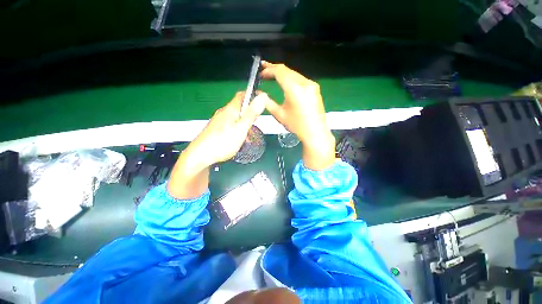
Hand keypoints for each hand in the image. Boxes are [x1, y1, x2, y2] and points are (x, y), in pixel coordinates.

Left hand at [186, 91, 266, 167]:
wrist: (200, 156)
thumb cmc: (223, 142)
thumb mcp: (241, 128)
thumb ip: (251, 114)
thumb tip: (262, 97)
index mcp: (230, 109)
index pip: (242, 95)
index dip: (253, 95)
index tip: (263, 101)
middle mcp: (223, 112)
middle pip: (239, 107)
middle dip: (250, 112)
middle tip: (257, 122)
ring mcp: (218, 121)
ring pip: (235, 117)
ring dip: (244, 122)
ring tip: (249, 133)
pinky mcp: (216, 129)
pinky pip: (230, 124)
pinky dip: (238, 128)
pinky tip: (239, 139)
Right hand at [260, 61, 334, 169]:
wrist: (315, 132)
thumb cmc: (296, 125)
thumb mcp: (279, 114)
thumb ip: (267, 102)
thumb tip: (258, 93)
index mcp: (294, 89)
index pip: (280, 72)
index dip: (269, 69)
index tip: (261, 71)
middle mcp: (305, 83)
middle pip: (287, 70)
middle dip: (275, 69)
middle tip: (264, 70)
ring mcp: (312, 84)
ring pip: (294, 74)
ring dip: (283, 74)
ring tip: (272, 75)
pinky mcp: (315, 88)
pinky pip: (300, 79)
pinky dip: (291, 79)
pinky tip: (286, 82)